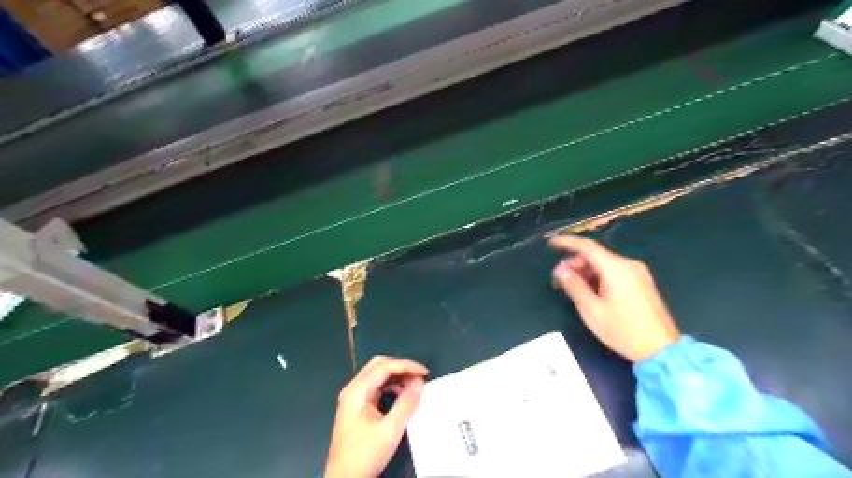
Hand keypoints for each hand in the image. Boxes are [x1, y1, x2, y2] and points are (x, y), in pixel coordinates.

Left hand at [327, 357, 433, 474]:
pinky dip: (391, 387)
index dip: (406, 366)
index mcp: (357, 391)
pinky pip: (376, 388)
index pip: (384, 366)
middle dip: (401, 368)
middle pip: (379, 366)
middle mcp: (353, 390)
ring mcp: (353, 398)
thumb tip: (419, 383)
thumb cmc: (365, 454)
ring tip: (414, 387)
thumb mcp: (390, 430)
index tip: (424, 372)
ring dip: (396, 377)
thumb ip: (406, 404)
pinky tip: (402, 396)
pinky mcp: (357, 408)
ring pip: (377, 376)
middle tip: (419, 376)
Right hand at [550, 233, 684, 361]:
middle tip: (558, 279)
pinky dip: (598, 276)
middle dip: (575, 263)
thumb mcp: (592, 310)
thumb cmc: (623, 330)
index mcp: (616, 268)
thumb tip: (560, 269)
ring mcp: (638, 273)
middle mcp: (628, 265)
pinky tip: (589, 290)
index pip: (587, 246)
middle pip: (595, 255)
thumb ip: (574, 286)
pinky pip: (614, 272)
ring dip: (586, 271)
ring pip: (604, 264)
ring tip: (571, 287)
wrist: (661, 350)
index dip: (567, 242)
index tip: (551, 243)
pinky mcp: (641, 282)